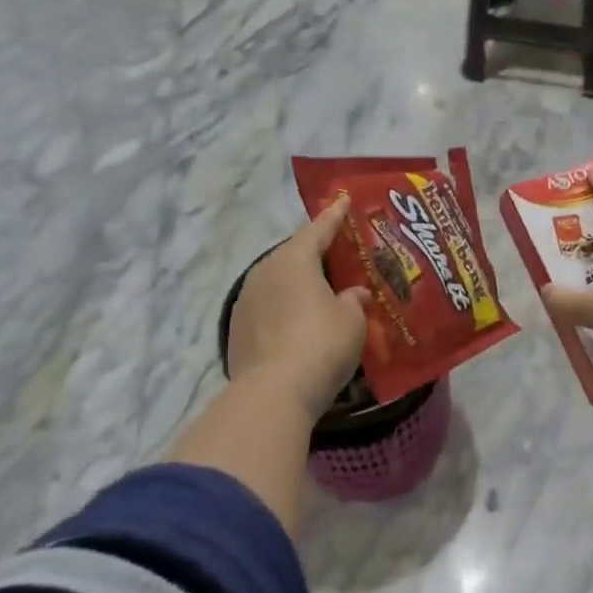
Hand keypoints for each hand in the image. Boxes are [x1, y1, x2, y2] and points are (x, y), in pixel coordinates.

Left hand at [228, 196, 368, 417]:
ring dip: (298, 283)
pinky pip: (268, 306)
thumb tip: (355, 293)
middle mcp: (265, 271)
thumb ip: (354, 300)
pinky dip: (284, 307)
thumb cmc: (321, 344)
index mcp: (295, 259)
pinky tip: (299, 321)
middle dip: (316, 252)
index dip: (335, 215)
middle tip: (338, 252)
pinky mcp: (237, 329)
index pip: (319, 228)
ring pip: (278, 281)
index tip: (344, 199)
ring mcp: (246, 300)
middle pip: (294, 254)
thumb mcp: (352, 320)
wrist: (272, 393)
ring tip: (320, 289)